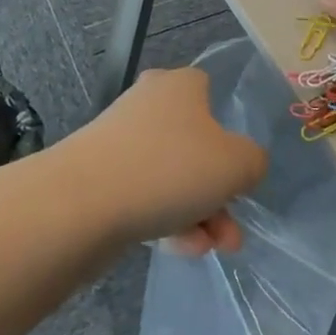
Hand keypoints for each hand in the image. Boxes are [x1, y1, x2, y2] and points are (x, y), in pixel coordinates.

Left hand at [73, 67, 268, 254]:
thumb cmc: (170, 168)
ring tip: (212, 248)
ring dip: (197, 212)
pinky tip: (181, 249)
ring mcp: (120, 140)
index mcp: (181, 85)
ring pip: (171, 175)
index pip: (211, 93)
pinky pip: (144, 195)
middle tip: (231, 229)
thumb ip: (253, 162)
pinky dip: (166, 220)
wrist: (82, 203)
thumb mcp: (236, 164)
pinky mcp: (99, 176)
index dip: (229, 133)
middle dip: (217, 191)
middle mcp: (150, 103)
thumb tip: (244, 166)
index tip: (236, 168)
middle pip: (194, 144)